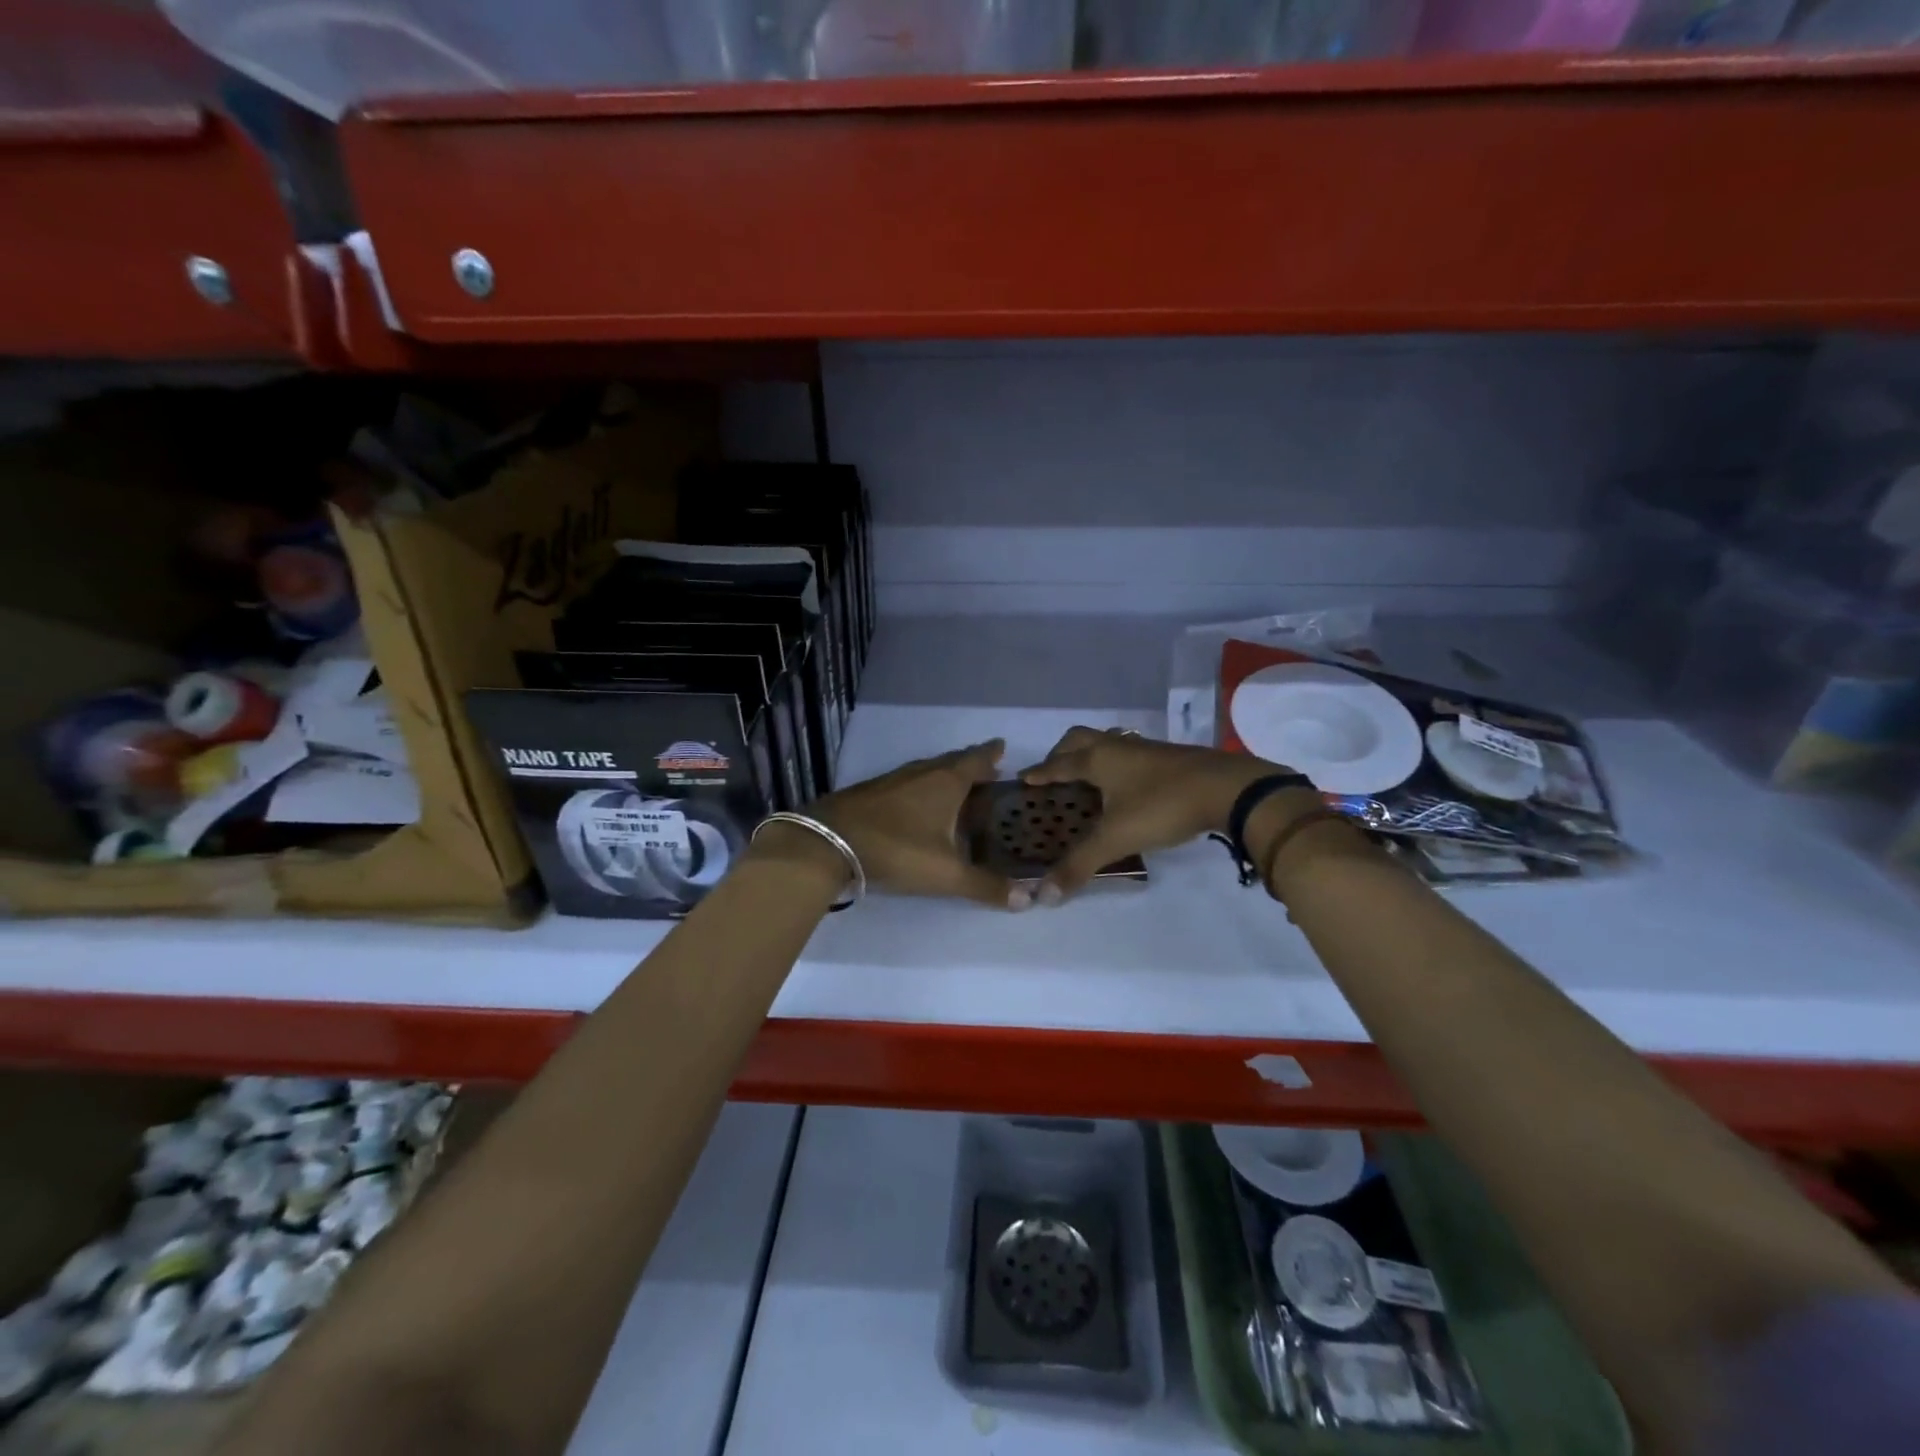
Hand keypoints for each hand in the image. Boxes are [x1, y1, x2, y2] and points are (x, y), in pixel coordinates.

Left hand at [798, 739, 1026, 909]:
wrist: (827, 842)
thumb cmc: (896, 850)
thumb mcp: (946, 874)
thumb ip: (985, 886)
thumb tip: (1029, 900)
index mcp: (946, 782)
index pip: (977, 759)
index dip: (992, 754)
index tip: (1003, 746)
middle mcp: (922, 772)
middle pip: (953, 761)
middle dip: (972, 764)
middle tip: (989, 770)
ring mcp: (893, 779)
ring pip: (928, 770)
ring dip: (946, 774)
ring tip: (958, 786)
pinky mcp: (872, 791)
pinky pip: (908, 781)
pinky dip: (923, 786)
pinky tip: (919, 803)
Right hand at [1019, 727, 1309, 901]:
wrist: (1227, 788)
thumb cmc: (1162, 805)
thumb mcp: (1116, 839)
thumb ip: (1080, 865)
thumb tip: (1044, 895)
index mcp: (1097, 759)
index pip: (1058, 763)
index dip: (1040, 773)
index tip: (1023, 779)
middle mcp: (1117, 747)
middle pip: (1080, 739)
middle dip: (1062, 754)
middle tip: (1054, 774)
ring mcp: (1145, 749)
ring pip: (1108, 742)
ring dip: (1092, 755)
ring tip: (1087, 778)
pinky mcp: (1169, 757)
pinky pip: (1130, 753)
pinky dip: (1117, 764)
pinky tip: (1127, 785)